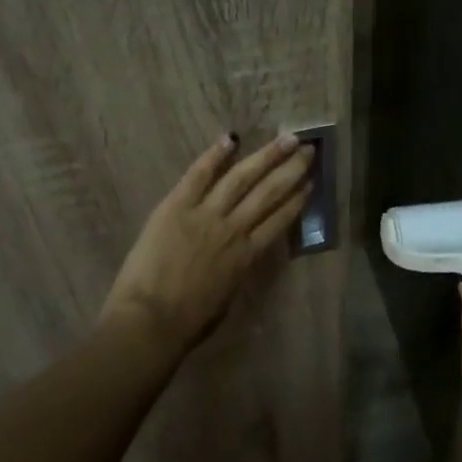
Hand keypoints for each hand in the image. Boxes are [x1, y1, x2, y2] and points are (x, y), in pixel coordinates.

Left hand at [99, 132, 315, 358]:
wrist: (150, 320)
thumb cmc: (188, 322)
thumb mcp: (226, 300)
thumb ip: (236, 272)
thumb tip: (240, 257)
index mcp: (247, 256)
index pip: (280, 221)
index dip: (297, 200)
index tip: (311, 182)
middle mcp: (233, 229)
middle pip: (268, 193)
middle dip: (291, 170)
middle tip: (309, 150)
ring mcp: (206, 214)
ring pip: (242, 178)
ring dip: (266, 156)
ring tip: (286, 139)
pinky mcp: (177, 206)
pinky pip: (199, 174)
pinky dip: (215, 155)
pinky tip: (231, 138)